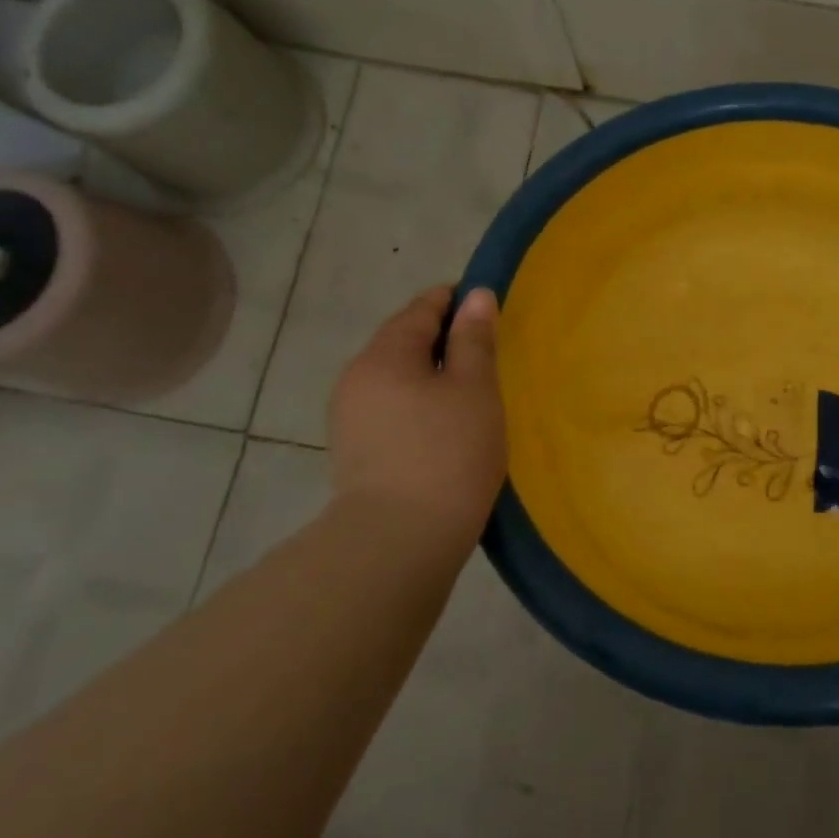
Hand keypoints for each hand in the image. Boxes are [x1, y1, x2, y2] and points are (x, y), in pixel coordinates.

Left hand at [329, 285, 506, 541]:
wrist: (399, 540)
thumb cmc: (448, 452)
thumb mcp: (475, 388)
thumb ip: (475, 339)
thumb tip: (476, 296)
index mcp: (384, 354)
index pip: (421, 309)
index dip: (455, 301)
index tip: (488, 307)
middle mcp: (357, 377)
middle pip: (404, 342)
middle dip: (444, 340)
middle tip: (488, 352)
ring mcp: (350, 417)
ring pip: (397, 378)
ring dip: (431, 375)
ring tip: (471, 390)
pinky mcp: (355, 451)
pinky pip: (391, 408)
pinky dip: (419, 404)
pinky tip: (444, 424)